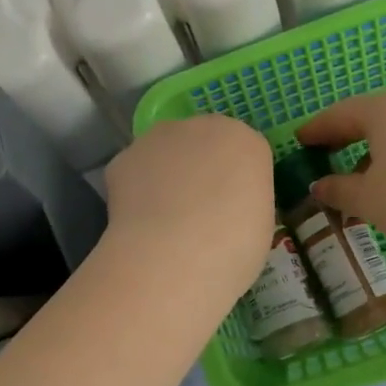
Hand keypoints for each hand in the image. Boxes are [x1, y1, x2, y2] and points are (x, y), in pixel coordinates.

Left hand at [101, 115, 274, 296]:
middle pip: (204, 142)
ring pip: (166, 152)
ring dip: (167, 175)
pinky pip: (135, 171)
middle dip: (201, 168)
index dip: (238, 182)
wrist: (171, 258)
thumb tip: (228, 208)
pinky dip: (136, 191)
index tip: (233, 209)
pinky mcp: (124, 157)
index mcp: (246, 142)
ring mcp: (159, 138)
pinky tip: (139, 222)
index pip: (245, 153)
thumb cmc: (232, 248)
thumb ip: (245, 202)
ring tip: (164, 219)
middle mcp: (203, 127)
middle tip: (199, 211)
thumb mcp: (260, 227)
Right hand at [296, 89, 385, 257]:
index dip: (316, 130)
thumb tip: (320, 185)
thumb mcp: (369, 200)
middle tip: (322, 157)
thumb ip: (338, 189)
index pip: (339, 114)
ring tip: (357, 181)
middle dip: (343, 139)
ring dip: (371, 152)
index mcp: (385, 109)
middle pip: (368, 118)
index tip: (299, 142)